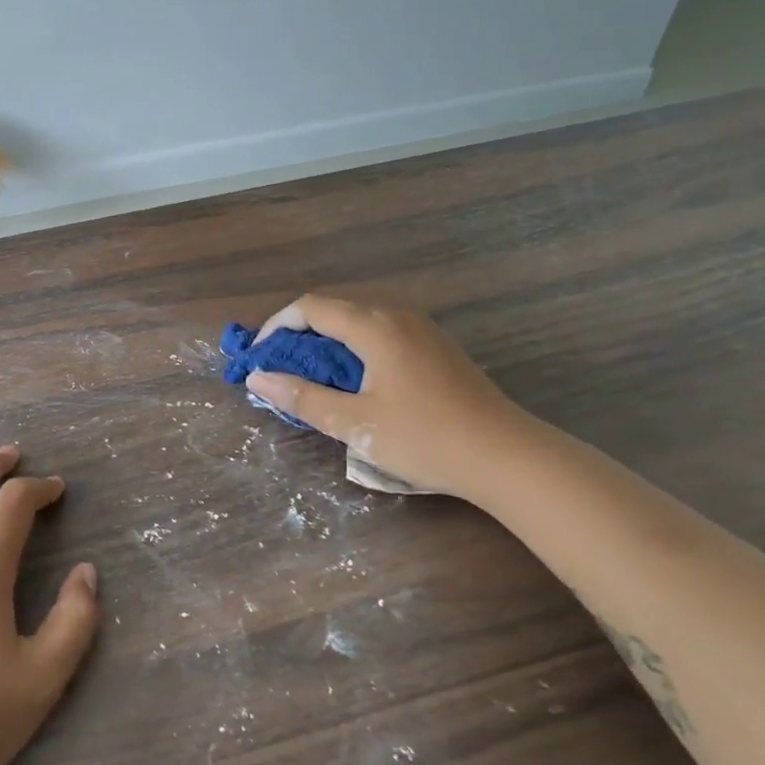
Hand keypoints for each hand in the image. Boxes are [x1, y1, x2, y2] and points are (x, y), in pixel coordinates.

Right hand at [245, 294, 527, 499]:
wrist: (506, 456)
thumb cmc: (425, 438)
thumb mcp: (355, 424)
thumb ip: (302, 398)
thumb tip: (257, 378)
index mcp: (375, 326)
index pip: (311, 307)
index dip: (277, 326)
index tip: (258, 357)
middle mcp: (398, 316)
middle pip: (335, 309)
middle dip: (299, 334)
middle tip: (278, 369)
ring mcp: (422, 330)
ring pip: (360, 321)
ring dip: (327, 342)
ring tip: (309, 377)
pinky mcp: (436, 348)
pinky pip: (382, 334)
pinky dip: (354, 349)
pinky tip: (354, 381)